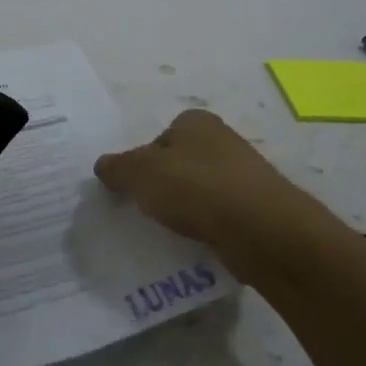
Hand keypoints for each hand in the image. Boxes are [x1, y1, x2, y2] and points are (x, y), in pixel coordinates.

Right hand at [93, 109, 313, 257]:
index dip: (143, 161)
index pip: (159, 137)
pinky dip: (206, 228)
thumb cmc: (196, 188)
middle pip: (180, 164)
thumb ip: (117, 168)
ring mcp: (244, 175)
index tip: (135, 188)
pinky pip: (219, 216)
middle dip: (164, 186)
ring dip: (185, 210)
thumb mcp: (140, 174)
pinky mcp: (257, 208)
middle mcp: (223, 141)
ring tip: (170, 232)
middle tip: (147, 211)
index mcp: (196, 122)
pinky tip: (196, 244)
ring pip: (200, 191)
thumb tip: (103, 165)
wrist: (262, 230)